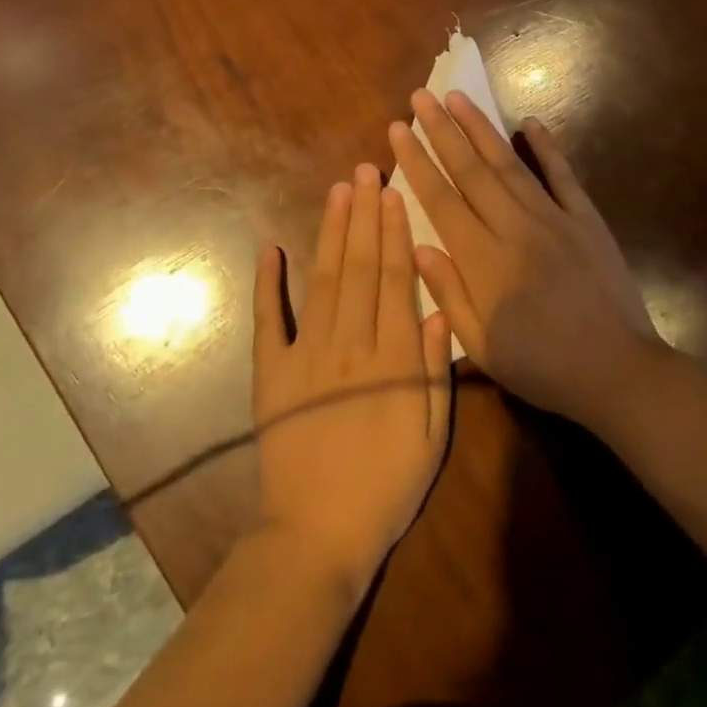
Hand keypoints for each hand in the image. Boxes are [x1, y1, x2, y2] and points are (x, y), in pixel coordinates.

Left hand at [252, 164, 452, 597]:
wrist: (317, 535)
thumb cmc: (385, 489)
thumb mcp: (432, 438)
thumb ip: (436, 372)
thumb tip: (439, 309)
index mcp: (392, 359)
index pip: (395, 280)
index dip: (395, 232)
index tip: (394, 194)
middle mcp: (349, 344)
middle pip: (360, 267)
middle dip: (364, 215)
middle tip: (366, 170)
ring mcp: (305, 355)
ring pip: (323, 280)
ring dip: (331, 232)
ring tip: (338, 191)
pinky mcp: (271, 372)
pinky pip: (268, 320)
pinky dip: (267, 283)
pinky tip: (270, 247)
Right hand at [387, 90, 665, 433]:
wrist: (618, 372)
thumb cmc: (542, 366)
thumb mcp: (481, 346)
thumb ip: (448, 292)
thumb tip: (417, 245)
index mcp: (484, 260)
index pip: (440, 199)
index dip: (416, 161)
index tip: (398, 129)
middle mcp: (515, 227)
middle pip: (471, 170)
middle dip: (441, 130)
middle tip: (420, 97)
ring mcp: (554, 218)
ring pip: (509, 164)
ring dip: (481, 128)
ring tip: (458, 97)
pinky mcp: (586, 220)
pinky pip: (563, 176)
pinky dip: (546, 147)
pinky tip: (530, 123)